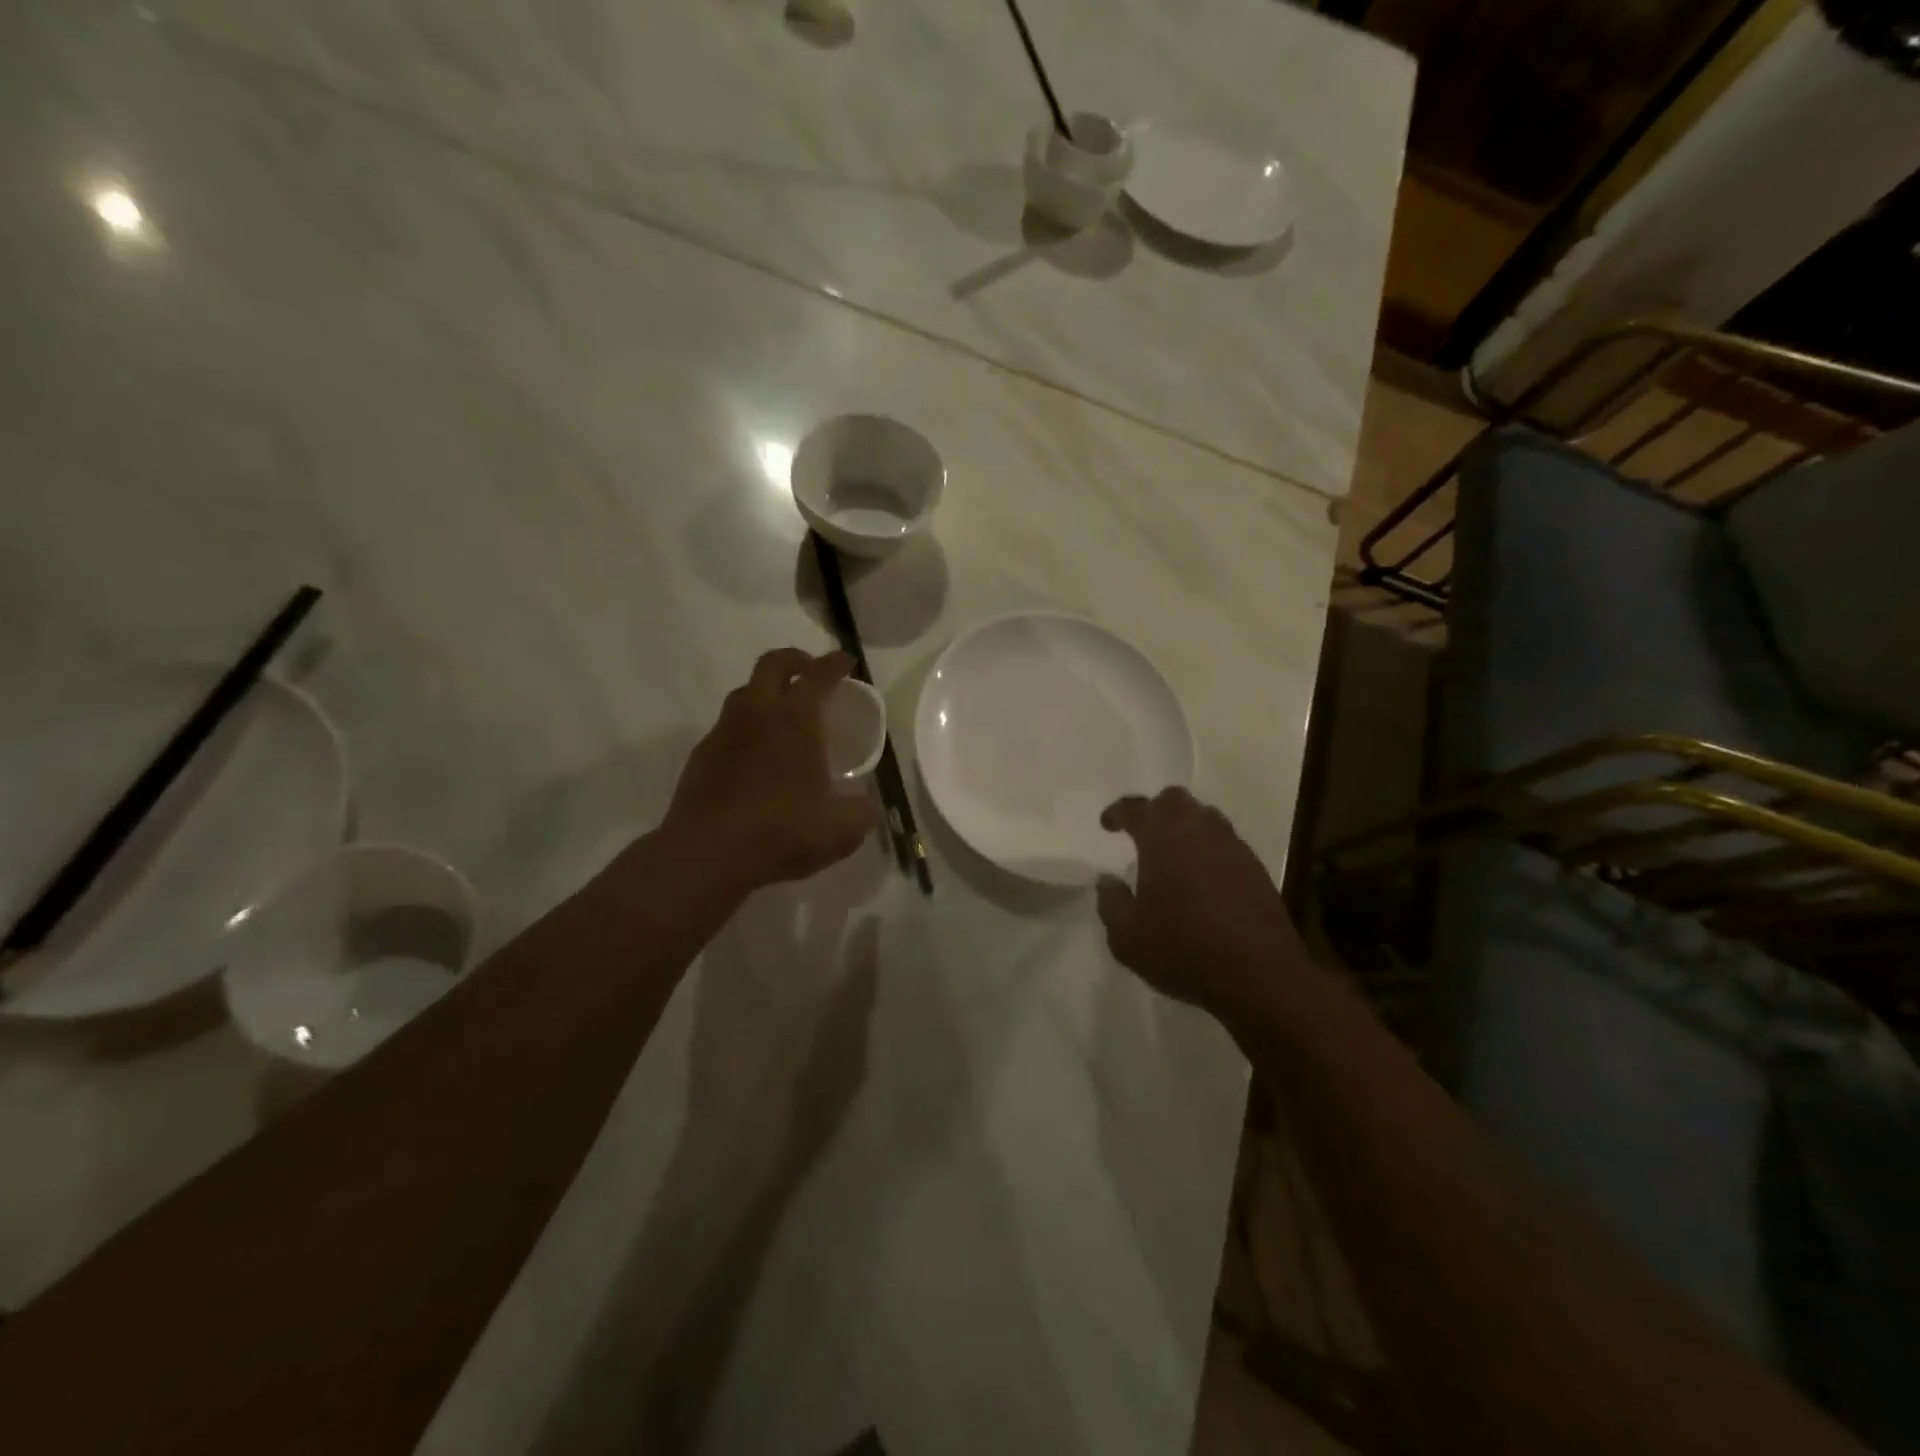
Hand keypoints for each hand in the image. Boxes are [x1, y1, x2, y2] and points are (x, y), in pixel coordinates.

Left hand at [662, 649, 877, 895]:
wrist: (708, 855)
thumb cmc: (782, 832)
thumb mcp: (841, 830)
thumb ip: (861, 810)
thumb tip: (864, 802)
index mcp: (796, 721)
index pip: (818, 675)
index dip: (835, 663)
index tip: (846, 662)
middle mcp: (758, 715)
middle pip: (773, 664)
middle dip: (796, 659)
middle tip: (812, 671)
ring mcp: (724, 732)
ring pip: (745, 692)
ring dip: (767, 691)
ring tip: (783, 712)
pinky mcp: (702, 755)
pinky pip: (727, 726)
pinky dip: (747, 727)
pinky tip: (756, 754)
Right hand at [1096, 788, 1305, 1019]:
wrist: (1259, 975)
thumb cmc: (1182, 949)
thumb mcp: (1127, 936)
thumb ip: (1111, 902)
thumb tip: (1107, 880)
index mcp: (1161, 836)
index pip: (1135, 808)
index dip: (1117, 812)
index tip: (1107, 823)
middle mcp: (1198, 830)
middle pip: (1174, 801)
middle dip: (1155, 811)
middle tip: (1142, 833)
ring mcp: (1232, 846)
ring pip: (1204, 818)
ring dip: (1185, 828)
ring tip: (1172, 855)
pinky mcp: (1255, 868)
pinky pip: (1225, 844)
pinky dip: (1208, 851)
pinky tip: (1201, 879)